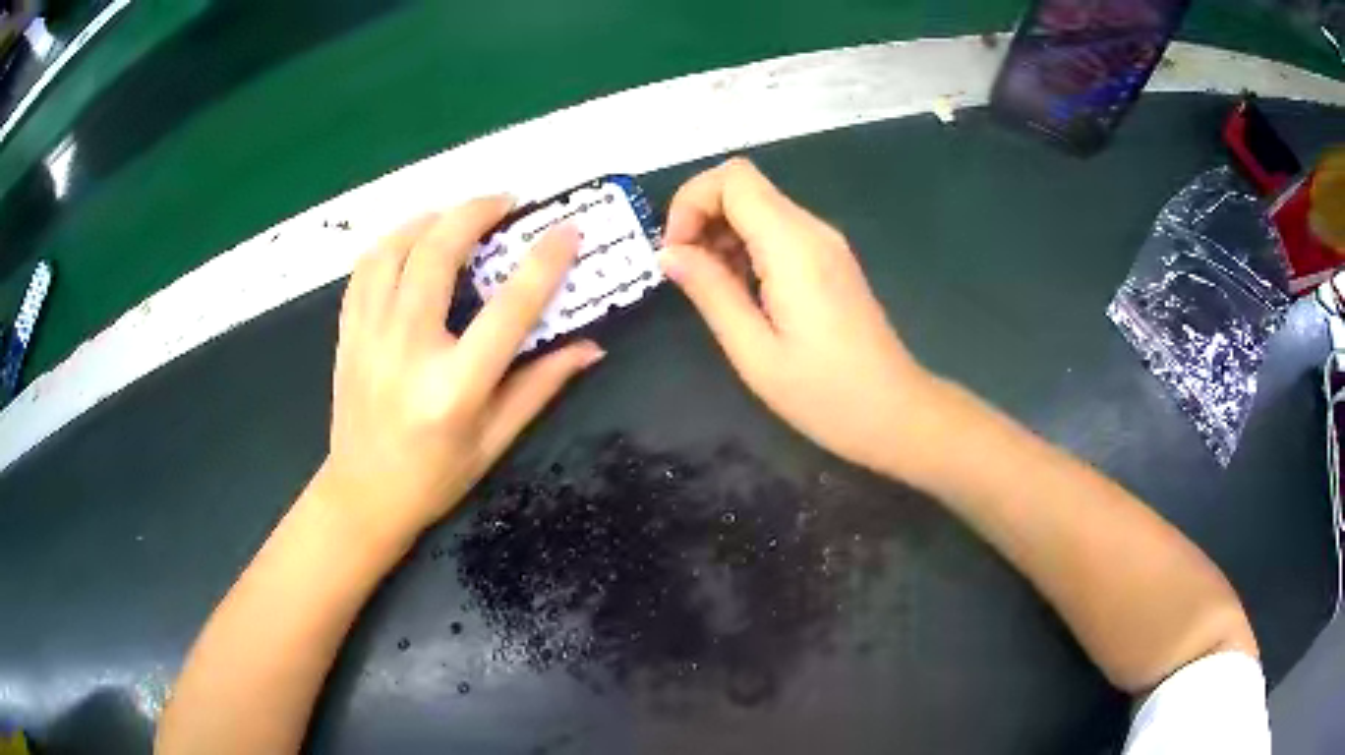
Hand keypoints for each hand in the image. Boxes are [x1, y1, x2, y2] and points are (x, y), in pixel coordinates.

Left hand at [317, 198, 603, 548]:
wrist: (362, 496)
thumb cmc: (434, 477)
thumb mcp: (495, 441)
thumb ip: (540, 386)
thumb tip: (591, 347)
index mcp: (455, 387)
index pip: (508, 308)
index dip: (544, 262)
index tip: (567, 230)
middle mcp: (408, 350)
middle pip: (438, 254)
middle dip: (476, 212)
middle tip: (506, 202)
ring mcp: (369, 337)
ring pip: (393, 249)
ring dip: (430, 219)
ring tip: (458, 216)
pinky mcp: (348, 333)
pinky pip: (364, 268)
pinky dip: (392, 242)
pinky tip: (413, 241)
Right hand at [660, 158, 933, 473]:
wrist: (895, 413)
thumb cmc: (824, 394)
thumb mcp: (754, 351)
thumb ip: (710, 292)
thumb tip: (669, 253)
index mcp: (792, 245)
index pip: (732, 178)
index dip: (691, 201)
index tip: (675, 253)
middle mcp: (812, 230)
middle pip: (744, 186)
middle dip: (702, 217)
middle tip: (687, 274)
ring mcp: (826, 243)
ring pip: (759, 207)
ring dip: (722, 234)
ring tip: (713, 290)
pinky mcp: (831, 259)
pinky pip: (778, 231)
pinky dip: (747, 247)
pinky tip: (743, 293)